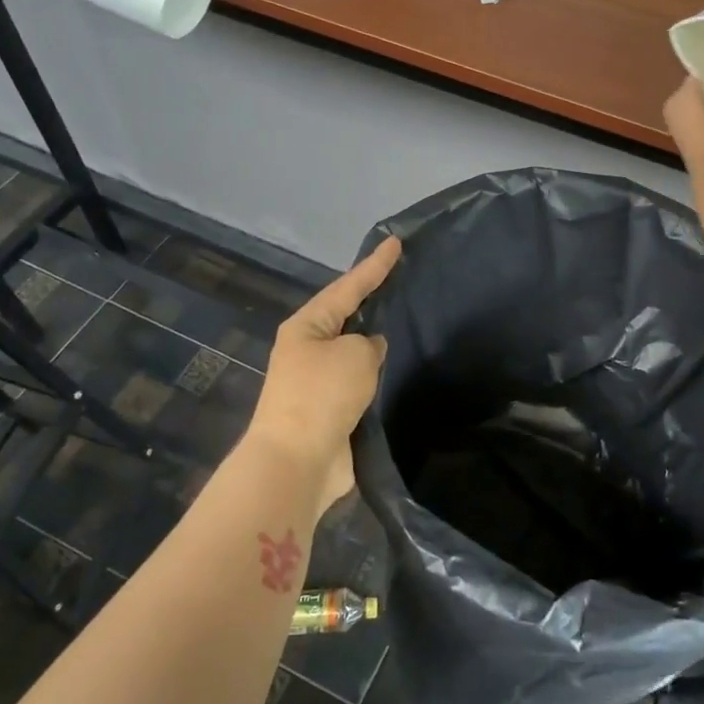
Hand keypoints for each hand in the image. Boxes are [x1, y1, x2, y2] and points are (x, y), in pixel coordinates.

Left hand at [246, 235, 400, 518]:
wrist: (297, 461)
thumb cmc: (322, 395)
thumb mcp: (355, 355)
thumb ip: (370, 344)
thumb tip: (370, 350)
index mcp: (306, 326)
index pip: (348, 286)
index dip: (374, 265)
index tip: (396, 242)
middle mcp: (308, 349)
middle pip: (346, 316)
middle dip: (371, 299)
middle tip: (402, 279)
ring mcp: (317, 382)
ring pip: (353, 351)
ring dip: (374, 341)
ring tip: (406, 322)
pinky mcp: (330, 411)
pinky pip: (358, 382)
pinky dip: (375, 374)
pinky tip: (397, 369)